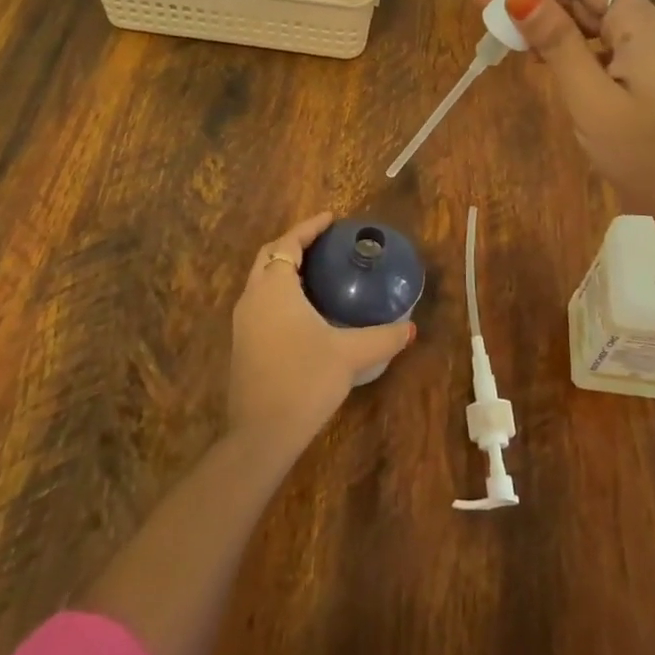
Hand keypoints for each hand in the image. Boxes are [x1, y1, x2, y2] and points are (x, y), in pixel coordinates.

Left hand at [228, 212, 415, 452]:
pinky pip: (261, 303)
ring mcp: (243, 323)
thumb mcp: (350, 355)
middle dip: (294, 244)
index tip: (331, 219)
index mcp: (274, 288)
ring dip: (284, 269)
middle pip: (269, 256)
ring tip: (316, 271)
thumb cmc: (305, 380)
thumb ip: (383, 337)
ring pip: (261, 281)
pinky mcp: (243, 345)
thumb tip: (411, 328)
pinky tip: (303, 311)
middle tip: (323, 242)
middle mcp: (253, 298)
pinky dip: (279, 292)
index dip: (309, 228)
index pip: (288, 243)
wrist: (261, 435)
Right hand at [472, 0, 654, 266]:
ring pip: (595, 26)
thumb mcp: (592, 98)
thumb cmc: (648, 152)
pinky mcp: (652, 83)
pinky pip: (605, 51)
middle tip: (484, 3)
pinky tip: (543, 60)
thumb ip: (557, 43)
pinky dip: (571, 49)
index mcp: (642, 23)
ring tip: (505, 30)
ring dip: (551, 23)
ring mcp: (654, 58)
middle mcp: (651, 30)